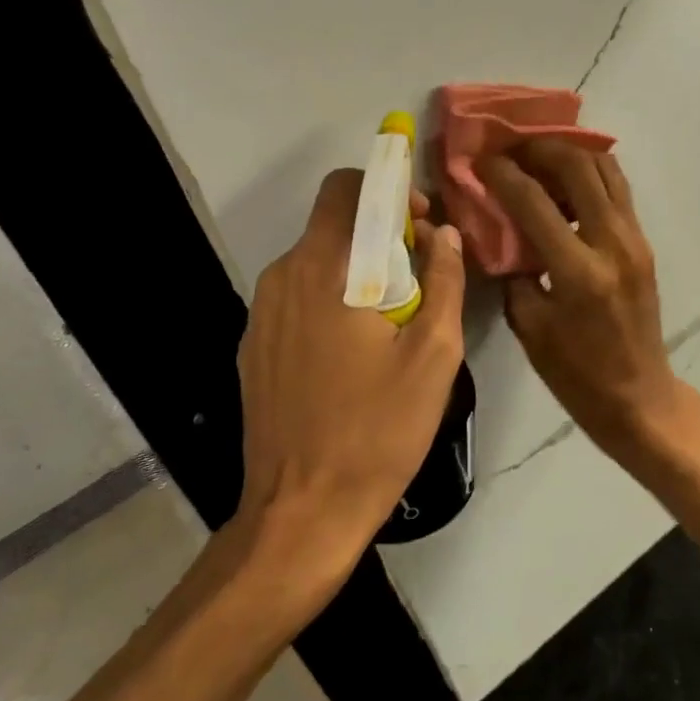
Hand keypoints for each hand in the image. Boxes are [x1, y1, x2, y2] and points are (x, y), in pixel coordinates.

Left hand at [236, 170, 464, 571]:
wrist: (301, 514)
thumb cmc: (377, 431)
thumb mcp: (434, 354)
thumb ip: (444, 280)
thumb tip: (445, 235)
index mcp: (325, 268)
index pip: (347, 187)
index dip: (389, 190)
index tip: (422, 224)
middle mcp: (283, 276)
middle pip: (332, 222)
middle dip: (379, 230)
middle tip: (420, 273)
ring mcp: (261, 312)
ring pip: (316, 260)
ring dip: (358, 268)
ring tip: (393, 318)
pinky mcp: (254, 344)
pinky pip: (298, 296)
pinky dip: (331, 298)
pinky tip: (354, 349)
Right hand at [480, 141, 680, 452]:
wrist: (639, 397)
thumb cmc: (576, 373)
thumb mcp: (529, 325)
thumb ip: (514, 270)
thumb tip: (501, 229)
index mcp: (578, 271)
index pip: (533, 201)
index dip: (502, 173)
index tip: (481, 159)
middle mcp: (612, 243)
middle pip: (578, 166)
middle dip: (540, 148)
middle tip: (512, 149)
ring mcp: (635, 238)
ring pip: (606, 167)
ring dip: (570, 154)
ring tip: (538, 159)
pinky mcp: (643, 241)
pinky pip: (617, 188)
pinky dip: (590, 172)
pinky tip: (565, 181)